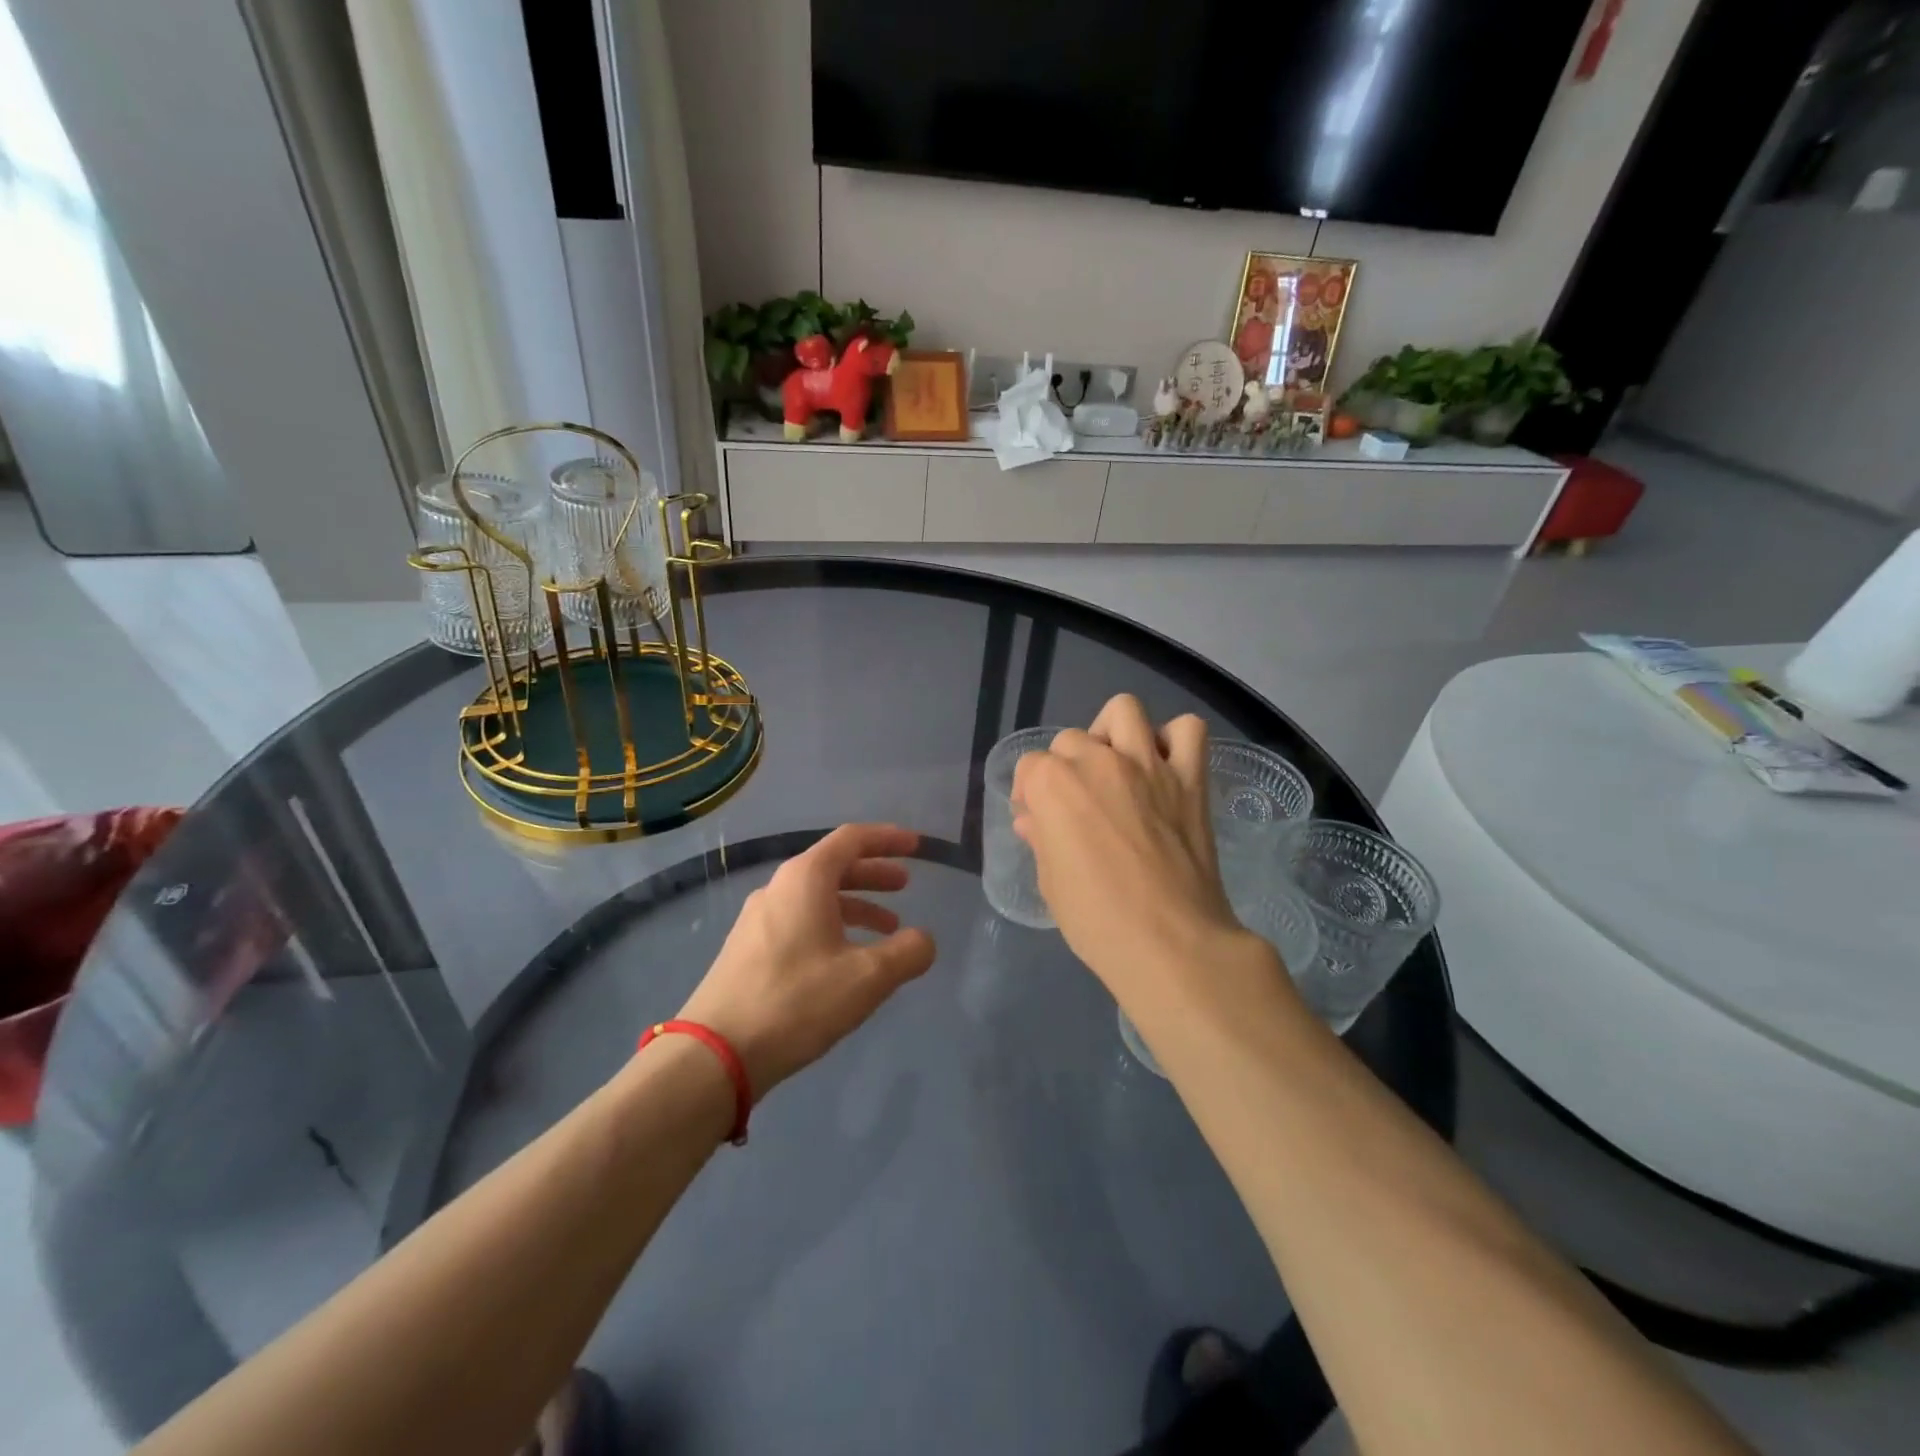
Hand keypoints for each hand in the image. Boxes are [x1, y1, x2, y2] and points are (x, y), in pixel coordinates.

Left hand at [677, 824, 935, 1099]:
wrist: (715, 1054)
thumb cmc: (796, 1001)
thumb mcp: (867, 978)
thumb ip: (907, 953)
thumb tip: (924, 940)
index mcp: (805, 879)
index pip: (852, 839)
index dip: (888, 839)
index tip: (916, 847)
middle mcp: (778, 888)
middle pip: (833, 866)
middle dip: (873, 873)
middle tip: (905, 886)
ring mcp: (758, 919)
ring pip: (816, 898)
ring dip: (855, 905)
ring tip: (886, 930)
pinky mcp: (747, 949)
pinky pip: (800, 921)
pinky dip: (832, 926)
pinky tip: (845, 959)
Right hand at [1012, 695, 1248, 996]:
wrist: (1170, 942)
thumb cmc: (1097, 920)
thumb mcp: (1051, 882)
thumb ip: (1041, 839)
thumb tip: (1033, 820)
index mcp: (1053, 785)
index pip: (1030, 767)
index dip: (1030, 793)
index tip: (1038, 820)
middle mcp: (1097, 761)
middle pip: (1071, 739)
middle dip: (1066, 766)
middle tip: (1079, 804)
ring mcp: (1147, 764)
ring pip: (1124, 711)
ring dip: (1114, 732)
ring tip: (1117, 766)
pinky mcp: (1190, 778)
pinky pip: (1188, 730)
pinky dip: (1174, 740)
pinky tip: (1164, 767)